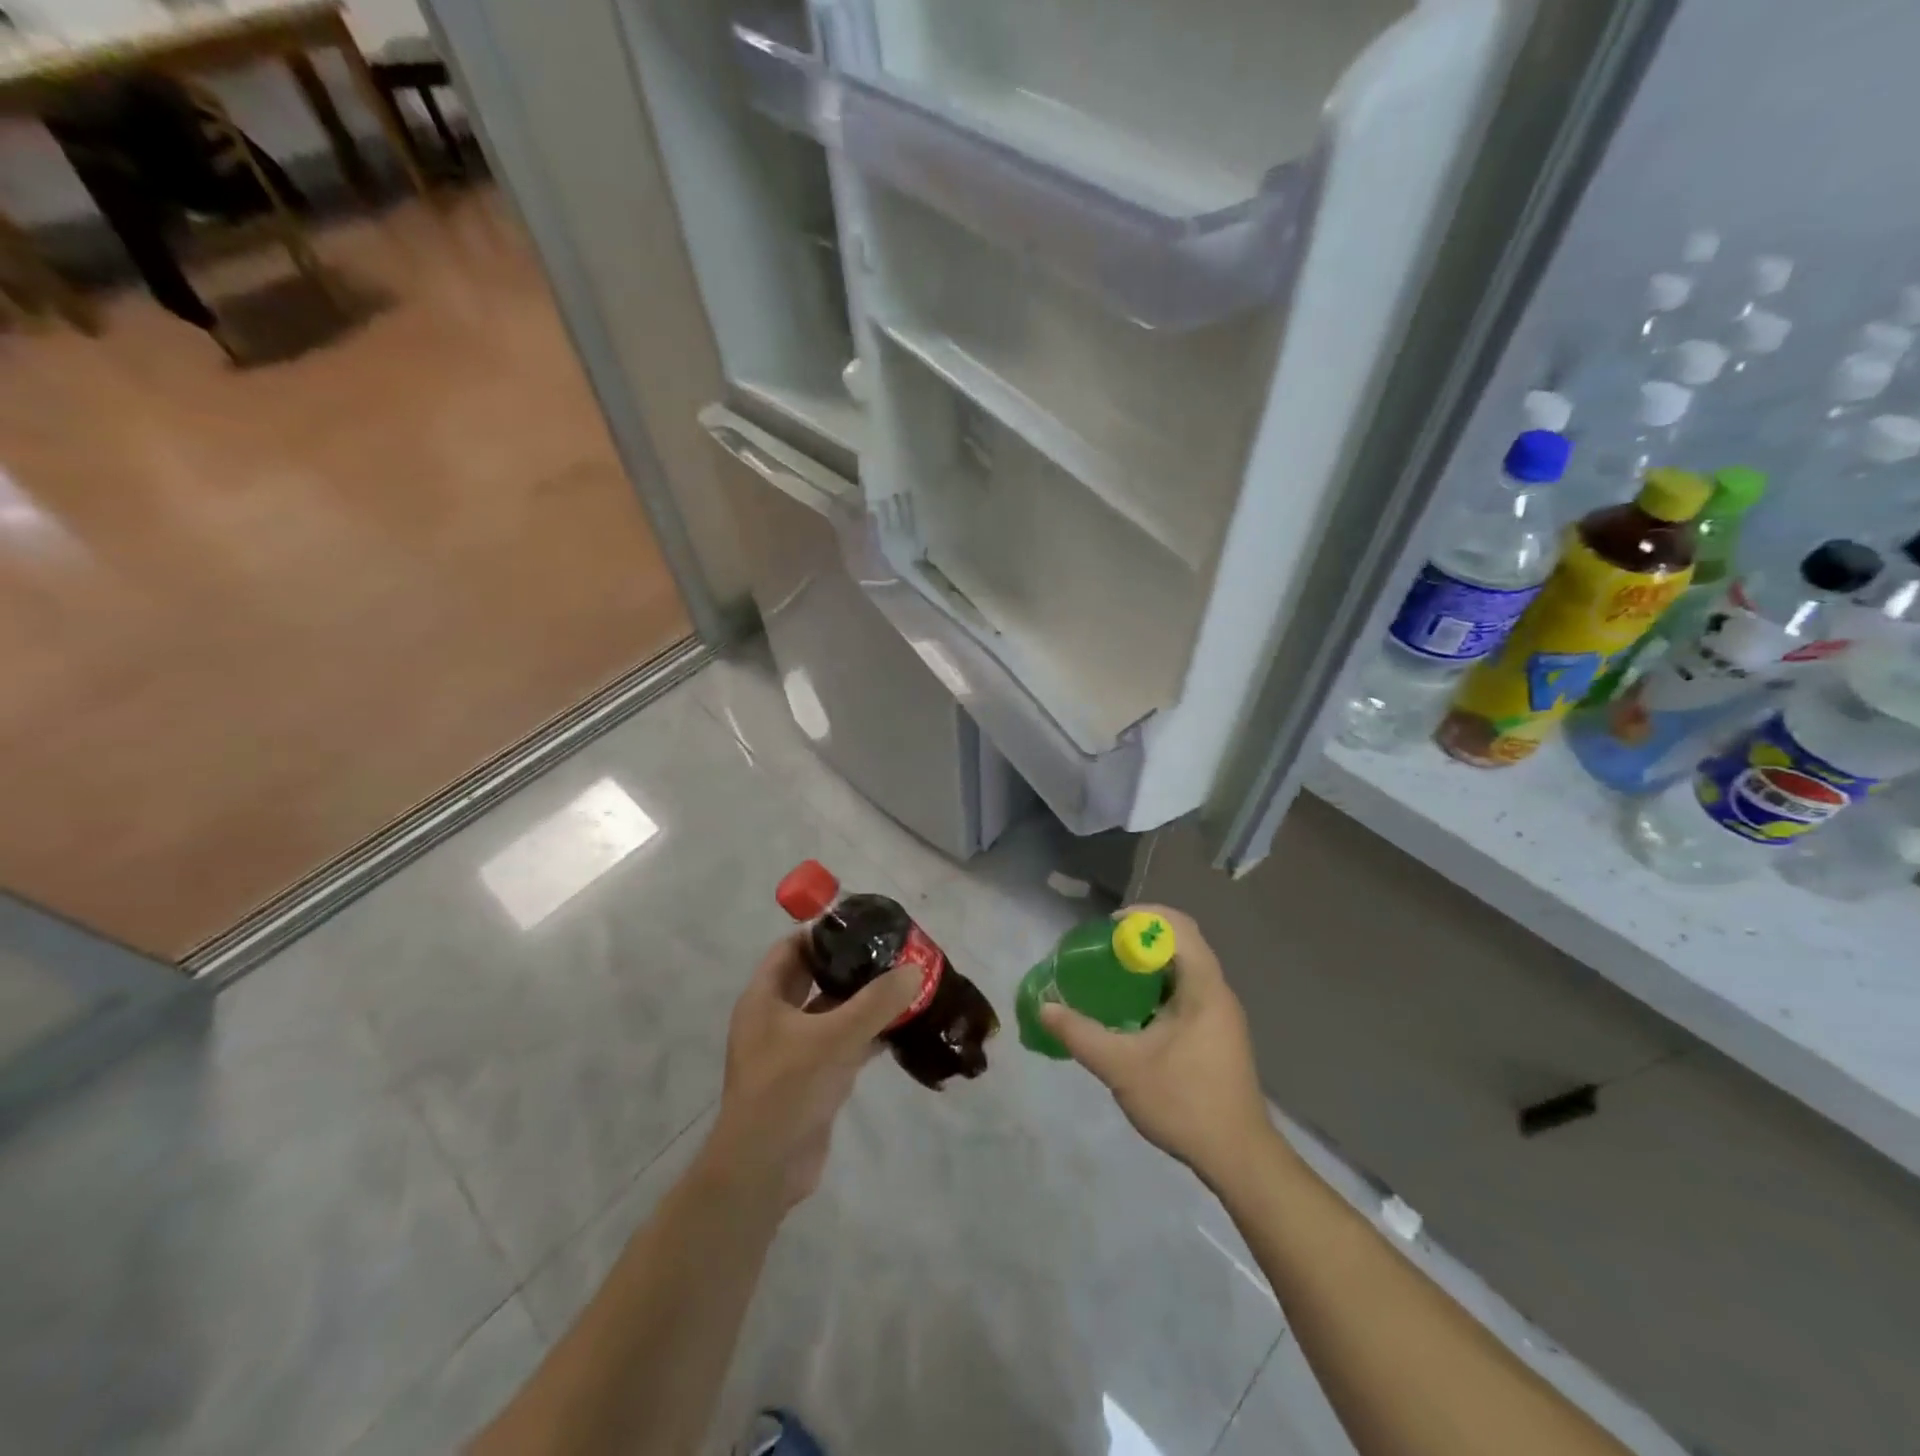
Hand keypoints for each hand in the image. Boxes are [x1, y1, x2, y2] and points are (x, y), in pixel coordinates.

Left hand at [700, 933, 921, 1210]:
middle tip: (891, 952)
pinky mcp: (810, 1078)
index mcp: (765, 998)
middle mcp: (775, 1018)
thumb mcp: (835, 1037)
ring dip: (863, 1001)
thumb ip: (876, 1002)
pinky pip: (841, 1044)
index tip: (863, 923)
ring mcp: (792, 1050)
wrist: (765, 1169)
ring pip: (831, 1013)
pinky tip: (900, 1027)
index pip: (792, 948)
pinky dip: (866, 1034)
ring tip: (903, 984)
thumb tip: (915, 970)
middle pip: (814, 978)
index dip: (823, 933)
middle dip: (850, 965)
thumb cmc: (788, 1088)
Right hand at [1039, 905, 1274, 1185]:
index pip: (1179, 927)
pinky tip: (1132, 1011)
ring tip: (1112, 974)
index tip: (1108, 926)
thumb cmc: (1184, 1101)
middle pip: (1182, 943)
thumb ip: (1080, 1034)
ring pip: (1185, 970)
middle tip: (1104, 948)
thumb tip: (1044, 1007)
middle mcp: (1217, 992)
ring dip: (1151, 964)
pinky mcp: (1218, 1036)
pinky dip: (1158, 988)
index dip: (1144, 916)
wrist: (1239, 1158)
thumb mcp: (1122, 1066)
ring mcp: (1221, 1015)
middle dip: (1142, 938)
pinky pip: (1186, 993)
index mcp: (1204, 987)